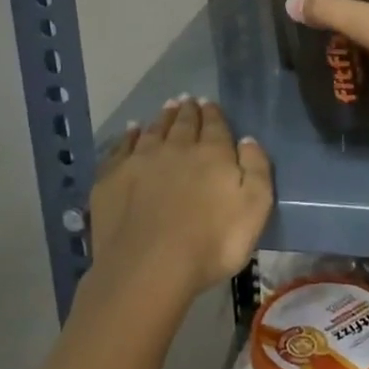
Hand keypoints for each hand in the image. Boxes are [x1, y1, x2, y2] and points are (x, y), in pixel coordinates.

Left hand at [90, 97, 272, 302]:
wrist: (149, 267)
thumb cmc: (212, 243)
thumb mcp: (255, 208)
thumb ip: (256, 168)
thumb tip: (247, 140)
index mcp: (212, 153)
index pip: (214, 125)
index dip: (213, 113)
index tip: (209, 103)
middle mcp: (176, 148)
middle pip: (183, 123)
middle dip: (187, 111)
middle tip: (187, 100)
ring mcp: (140, 161)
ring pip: (153, 131)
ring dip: (161, 118)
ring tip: (166, 107)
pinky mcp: (112, 178)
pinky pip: (122, 147)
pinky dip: (128, 136)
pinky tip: (132, 131)